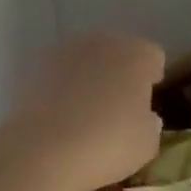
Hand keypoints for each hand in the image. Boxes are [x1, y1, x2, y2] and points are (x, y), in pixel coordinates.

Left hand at [7, 31, 164, 190]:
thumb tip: (145, 117)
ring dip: (89, 75)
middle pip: (118, 51)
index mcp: (137, 54)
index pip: (153, 57)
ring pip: (86, 57)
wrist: (44, 149)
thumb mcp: (146, 145)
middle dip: (119, 72)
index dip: (151, 79)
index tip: (145, 104)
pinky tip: (58, 113)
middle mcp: (104, 41)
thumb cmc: (107, 144)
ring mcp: (67, 49)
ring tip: (83, 111)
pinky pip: (59, 70)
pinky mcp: (36, 63)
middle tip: (115, 107)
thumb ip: (151, 124)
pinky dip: (61, 84)